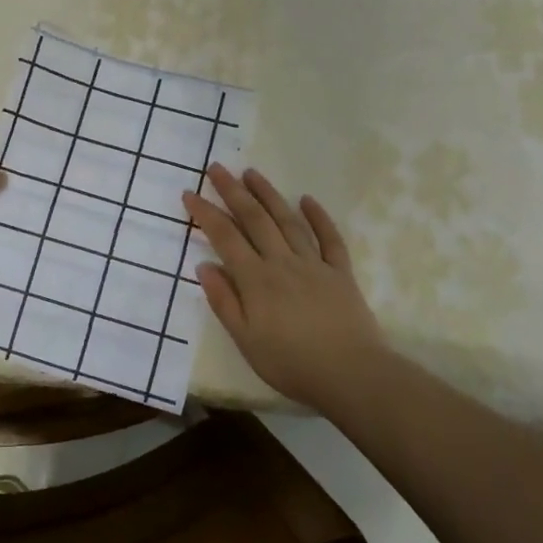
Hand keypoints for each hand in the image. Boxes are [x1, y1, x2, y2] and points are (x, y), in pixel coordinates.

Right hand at [183, 163, 386, 408]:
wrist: (351, 375)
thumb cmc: (291, 363)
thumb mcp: (246, 340)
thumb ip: (224, 301)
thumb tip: (204, 265)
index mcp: (256, 279)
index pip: (225, 238)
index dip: (206, 214)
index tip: (190, 193)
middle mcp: (282, 262)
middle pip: (255, 219)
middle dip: (233, 191)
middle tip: (217, 167)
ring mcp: (314, 264)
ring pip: (287, 221)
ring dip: (269, 194)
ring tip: (252, 173)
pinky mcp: (340, 272)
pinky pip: (329, 238)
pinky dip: (318, 217)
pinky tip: (307, 200)